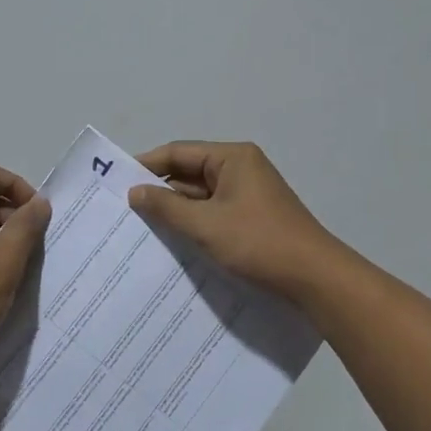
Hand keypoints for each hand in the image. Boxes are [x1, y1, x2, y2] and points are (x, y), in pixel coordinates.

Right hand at [127, 141, 340, 298]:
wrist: (314, 278)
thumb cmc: (258, 243)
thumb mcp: (205, 225)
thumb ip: (166, 207)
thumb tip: (134, 192)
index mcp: (232, 158)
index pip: (179, 152)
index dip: (146, 166)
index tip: (116, 183)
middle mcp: (241, 169)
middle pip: (189, 174)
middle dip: (159, 192)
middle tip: (123, 211)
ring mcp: (248, 195)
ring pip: (200, 197)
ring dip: (175, 211)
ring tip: (140, 229)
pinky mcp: (252, 219)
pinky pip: (213, 214)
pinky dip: (194, 225)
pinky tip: (172, 243)